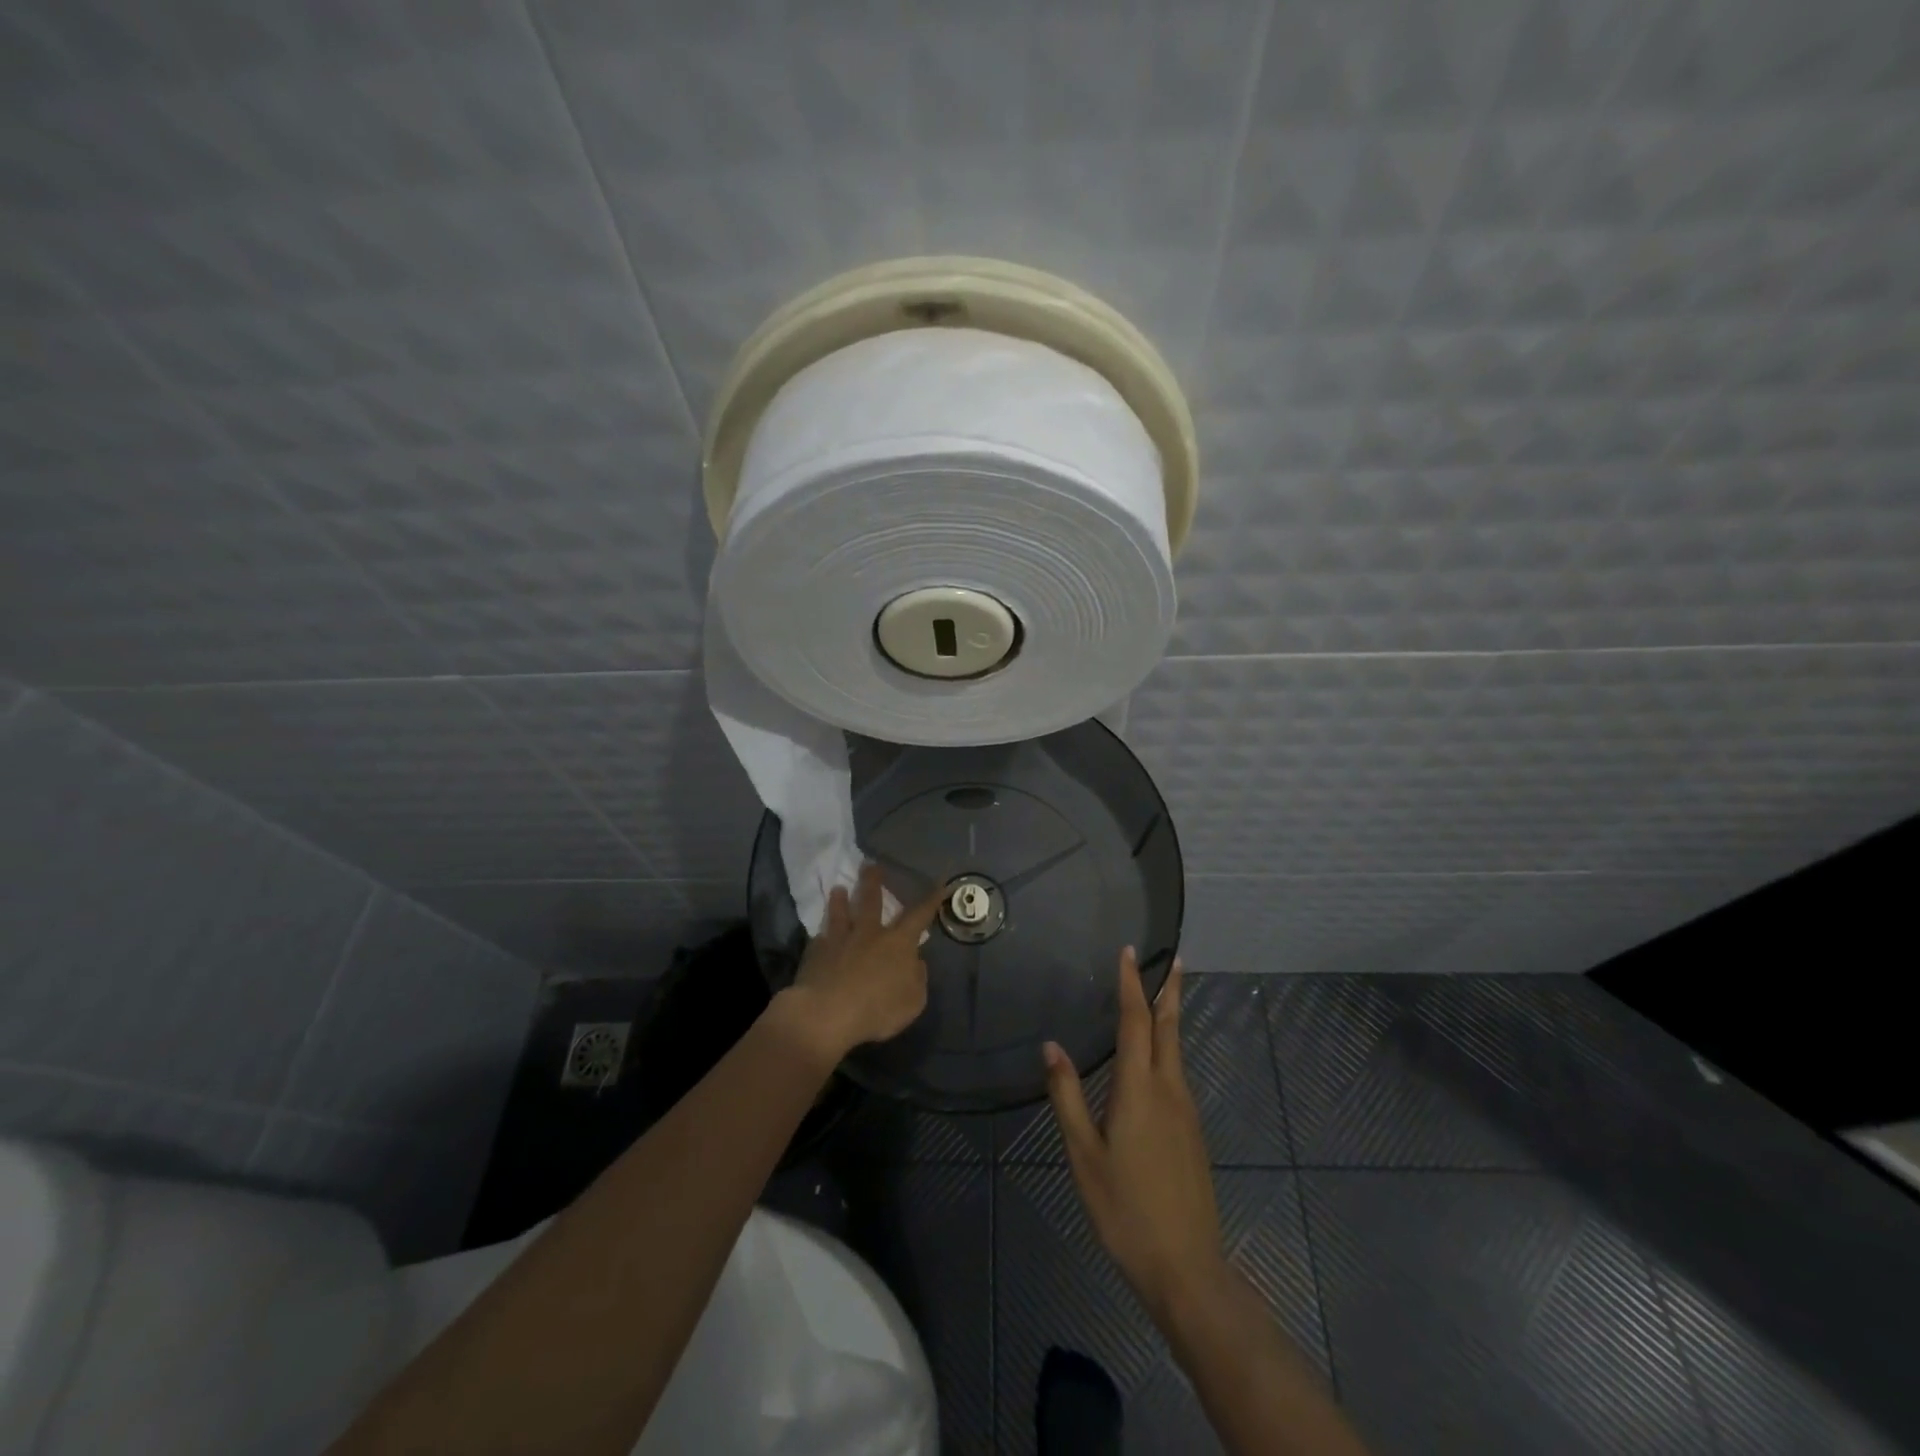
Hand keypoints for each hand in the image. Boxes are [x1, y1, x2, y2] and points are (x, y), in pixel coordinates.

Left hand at [782, 863, 945, 1063]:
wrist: (827, 1013)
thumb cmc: (877, 1009)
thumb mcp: (913, 1001)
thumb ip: (917, 978)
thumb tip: (915, 961)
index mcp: (898, 943)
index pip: (919, 915)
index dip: (931, 900)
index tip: (938, 883)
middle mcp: (869, 934)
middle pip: (872, 902)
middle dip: (873, 882)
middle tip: (870, 866)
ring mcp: (840, 941)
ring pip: (841, 914)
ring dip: (840, 901)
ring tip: (838, 889)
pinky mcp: (816, 953)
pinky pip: (820, 940)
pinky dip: (822, 936)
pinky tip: (819, 935)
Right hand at [1045, 950, 1227, 1323]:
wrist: (1187, 1268)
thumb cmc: (1125, 1209)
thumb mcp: (1084, 1154)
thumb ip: (1067, 1096)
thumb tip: (1051, 1046)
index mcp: (1140, 1088)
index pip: (1136, 1021)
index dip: (1132, 984)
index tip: (1130, 952)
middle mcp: (1169, 1089)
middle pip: (1170, 1028)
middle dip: (1169, 990)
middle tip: (1174, 959)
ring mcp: (1186, 1111)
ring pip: (1177, 1050)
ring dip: (1170, 1017)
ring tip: (1162, 996)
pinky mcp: (1193, 1132)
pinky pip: (1178, 1073)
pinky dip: (1169, 1048)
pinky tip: (1157, 1059)